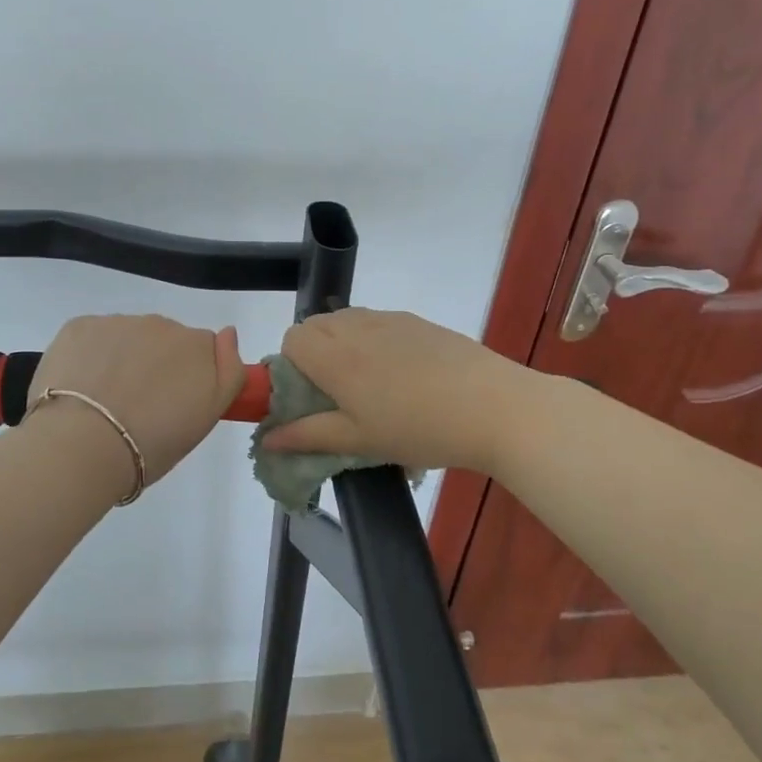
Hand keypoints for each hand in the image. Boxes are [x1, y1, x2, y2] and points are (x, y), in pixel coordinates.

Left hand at [26, 315, 247, 484]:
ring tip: (105, 402)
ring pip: (126, 337)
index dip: (188, 376)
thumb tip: (228, 333)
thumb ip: (228, 371)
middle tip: (139, 407)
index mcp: (195, 346)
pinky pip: (92, 337)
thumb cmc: (153, 442)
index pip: (201, 350)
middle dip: (155, 364)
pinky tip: (81, 388)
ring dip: (121, 359)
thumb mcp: (207, 417)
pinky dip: (89, 356)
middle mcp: (160, 324)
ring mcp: (117, 322)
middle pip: (163, 340)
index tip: (173, 404)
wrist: (83, 445)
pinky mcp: (79, 326)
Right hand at [260, 308, 523, 472]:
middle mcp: (356, 327)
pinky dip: (374, 340)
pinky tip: (404, 374)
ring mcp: (389, 320)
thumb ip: (308, 436)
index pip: (291, 339)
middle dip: (314, 353)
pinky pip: (378, 322)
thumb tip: (266, 439)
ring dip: (343, 344)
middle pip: (315, 325)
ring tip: (372, 384)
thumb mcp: (359, 441)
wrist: (494, 407)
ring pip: (346, 320)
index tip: (312, 396)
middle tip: (338, 394)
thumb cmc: (419, 430)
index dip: (292, 365)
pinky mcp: (417, 321)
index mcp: (335, 356)